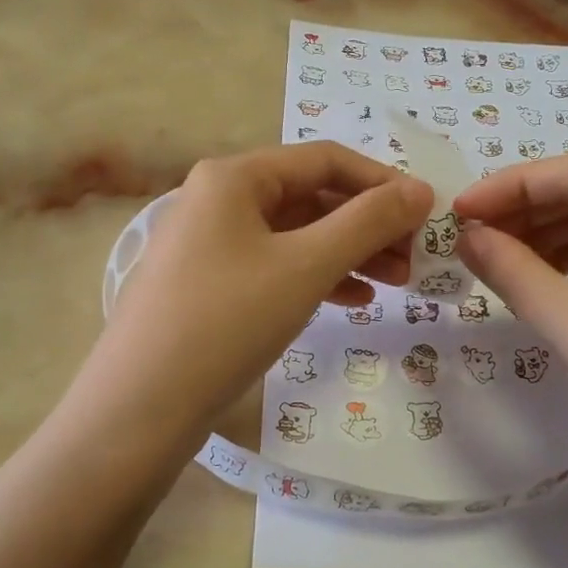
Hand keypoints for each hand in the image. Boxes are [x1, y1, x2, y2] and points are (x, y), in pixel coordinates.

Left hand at [79, 143, 432, 444]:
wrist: (140, 407)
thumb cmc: (227, 321)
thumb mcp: (306, 266)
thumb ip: (368, 222)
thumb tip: (421, 190)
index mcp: (235, 177)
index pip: (326, 160)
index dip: (382, 182)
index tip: (428, 214)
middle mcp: (218, 199)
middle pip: (311, 197)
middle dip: (368, 225)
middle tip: (415, 259)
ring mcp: (210, 243)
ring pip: (296, 235)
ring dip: (349, 253)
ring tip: (396, 283)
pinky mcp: (209, 284)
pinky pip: (275, 266)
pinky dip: (317, 278)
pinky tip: (354, 301)